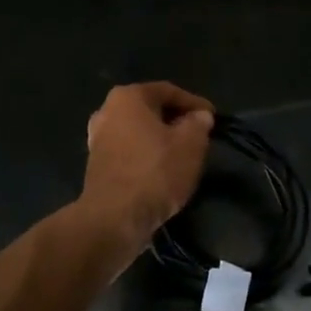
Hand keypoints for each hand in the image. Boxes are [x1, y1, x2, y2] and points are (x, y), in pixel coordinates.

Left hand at [81, 82, 215, 247]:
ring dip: (161, 139)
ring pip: (139, 131)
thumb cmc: (155, 172)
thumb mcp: (190, 144)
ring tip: (183, 154)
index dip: (195, 103)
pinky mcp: (96, 164)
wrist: (114, 218)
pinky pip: (129, 151)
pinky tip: (162, 170)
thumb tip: (199, 116)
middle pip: (151, 109)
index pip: (169, 91)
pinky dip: (147, 155)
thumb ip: (198, 123)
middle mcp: (107, 110)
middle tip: (199, 135)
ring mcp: (97, 138)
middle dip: (176, 120)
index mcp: (128, 97)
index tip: (213, 118)